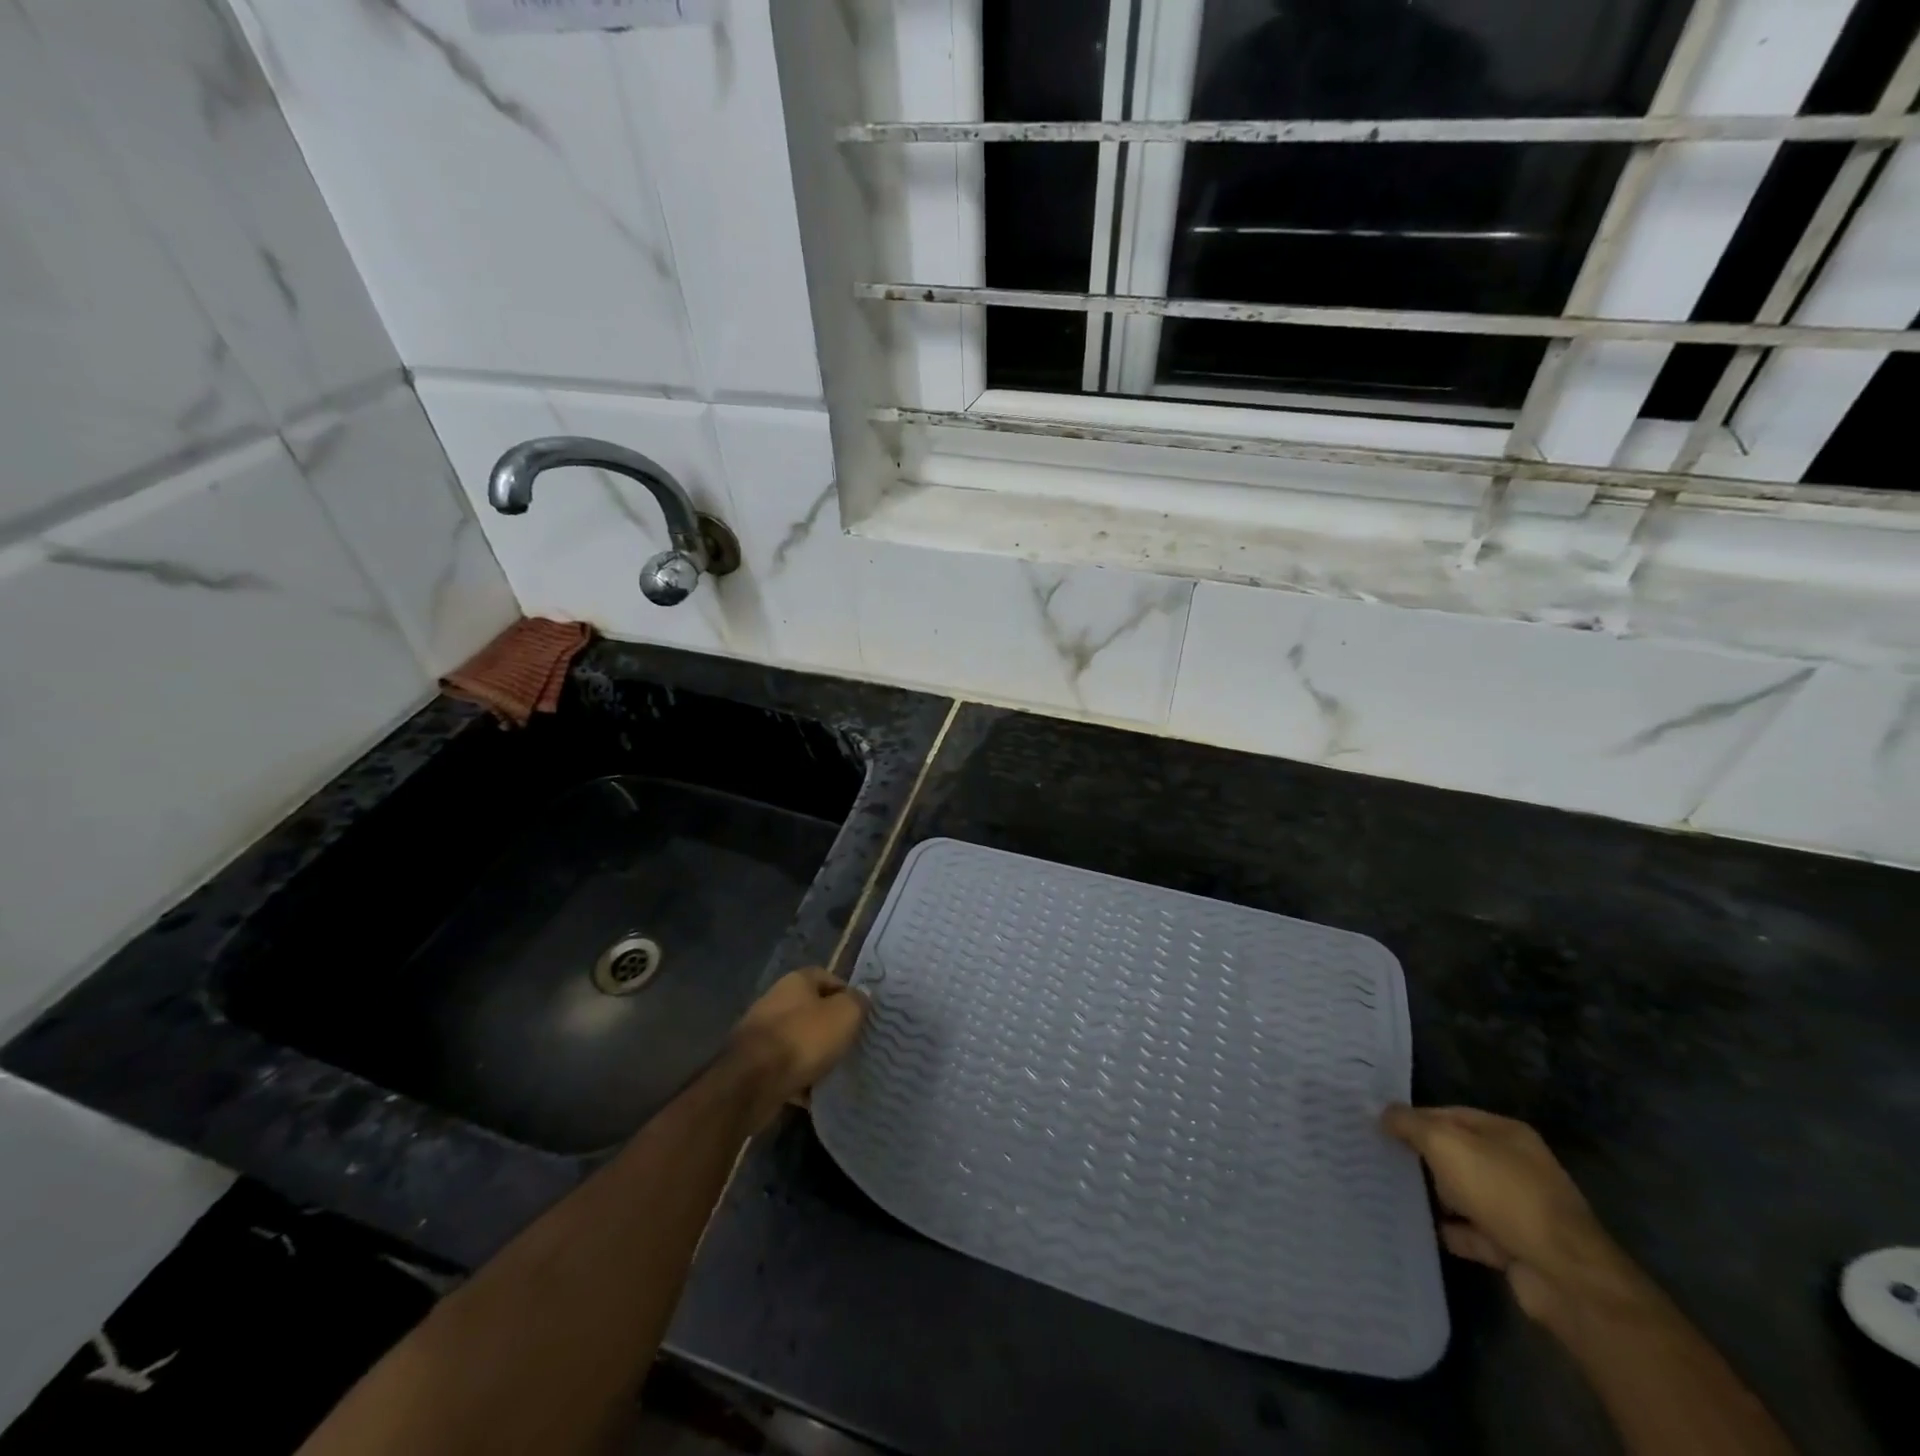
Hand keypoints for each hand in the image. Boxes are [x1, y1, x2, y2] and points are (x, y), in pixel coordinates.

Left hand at [727, 967, 869, 1131]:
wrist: (751, 1082)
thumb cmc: (803, 1039)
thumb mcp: (844, 1015)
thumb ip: (857, 1002)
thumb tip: (861, 996)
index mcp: (796, 981)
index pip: (827, 977)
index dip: (847, 993)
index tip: (862, 1014)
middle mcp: (776, 1001)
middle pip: (811, 1009)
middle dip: (830, 1026)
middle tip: (851, 1043)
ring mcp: (761, 1033)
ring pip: (797, 1040)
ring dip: (814, 1054)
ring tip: (835, 1070)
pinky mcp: (753, 1064)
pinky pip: (784, 1068)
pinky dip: (798, 1079)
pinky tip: (813, 1094)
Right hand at [1382, 1105, 1634, 1323]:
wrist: (1563, 1275)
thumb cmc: (1503, 1193)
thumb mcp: (1446, 1144)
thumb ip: (1410, 1124)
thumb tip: (1384, 1113)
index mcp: (1506, 1133)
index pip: (1450, 1114)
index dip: (1415, 1118)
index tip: (1379, 1126)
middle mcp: (1515, 1166)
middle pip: (1457, 1154)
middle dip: (1422, 1156)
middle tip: (1380, 1157)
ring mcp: (1518, 1209)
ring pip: (1464, 1194)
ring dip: (1436, 1196)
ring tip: (1393, 1192)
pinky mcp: (1516, 1246)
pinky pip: (1473, 1233)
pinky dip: (1451, 1231)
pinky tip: (1422, 1228)